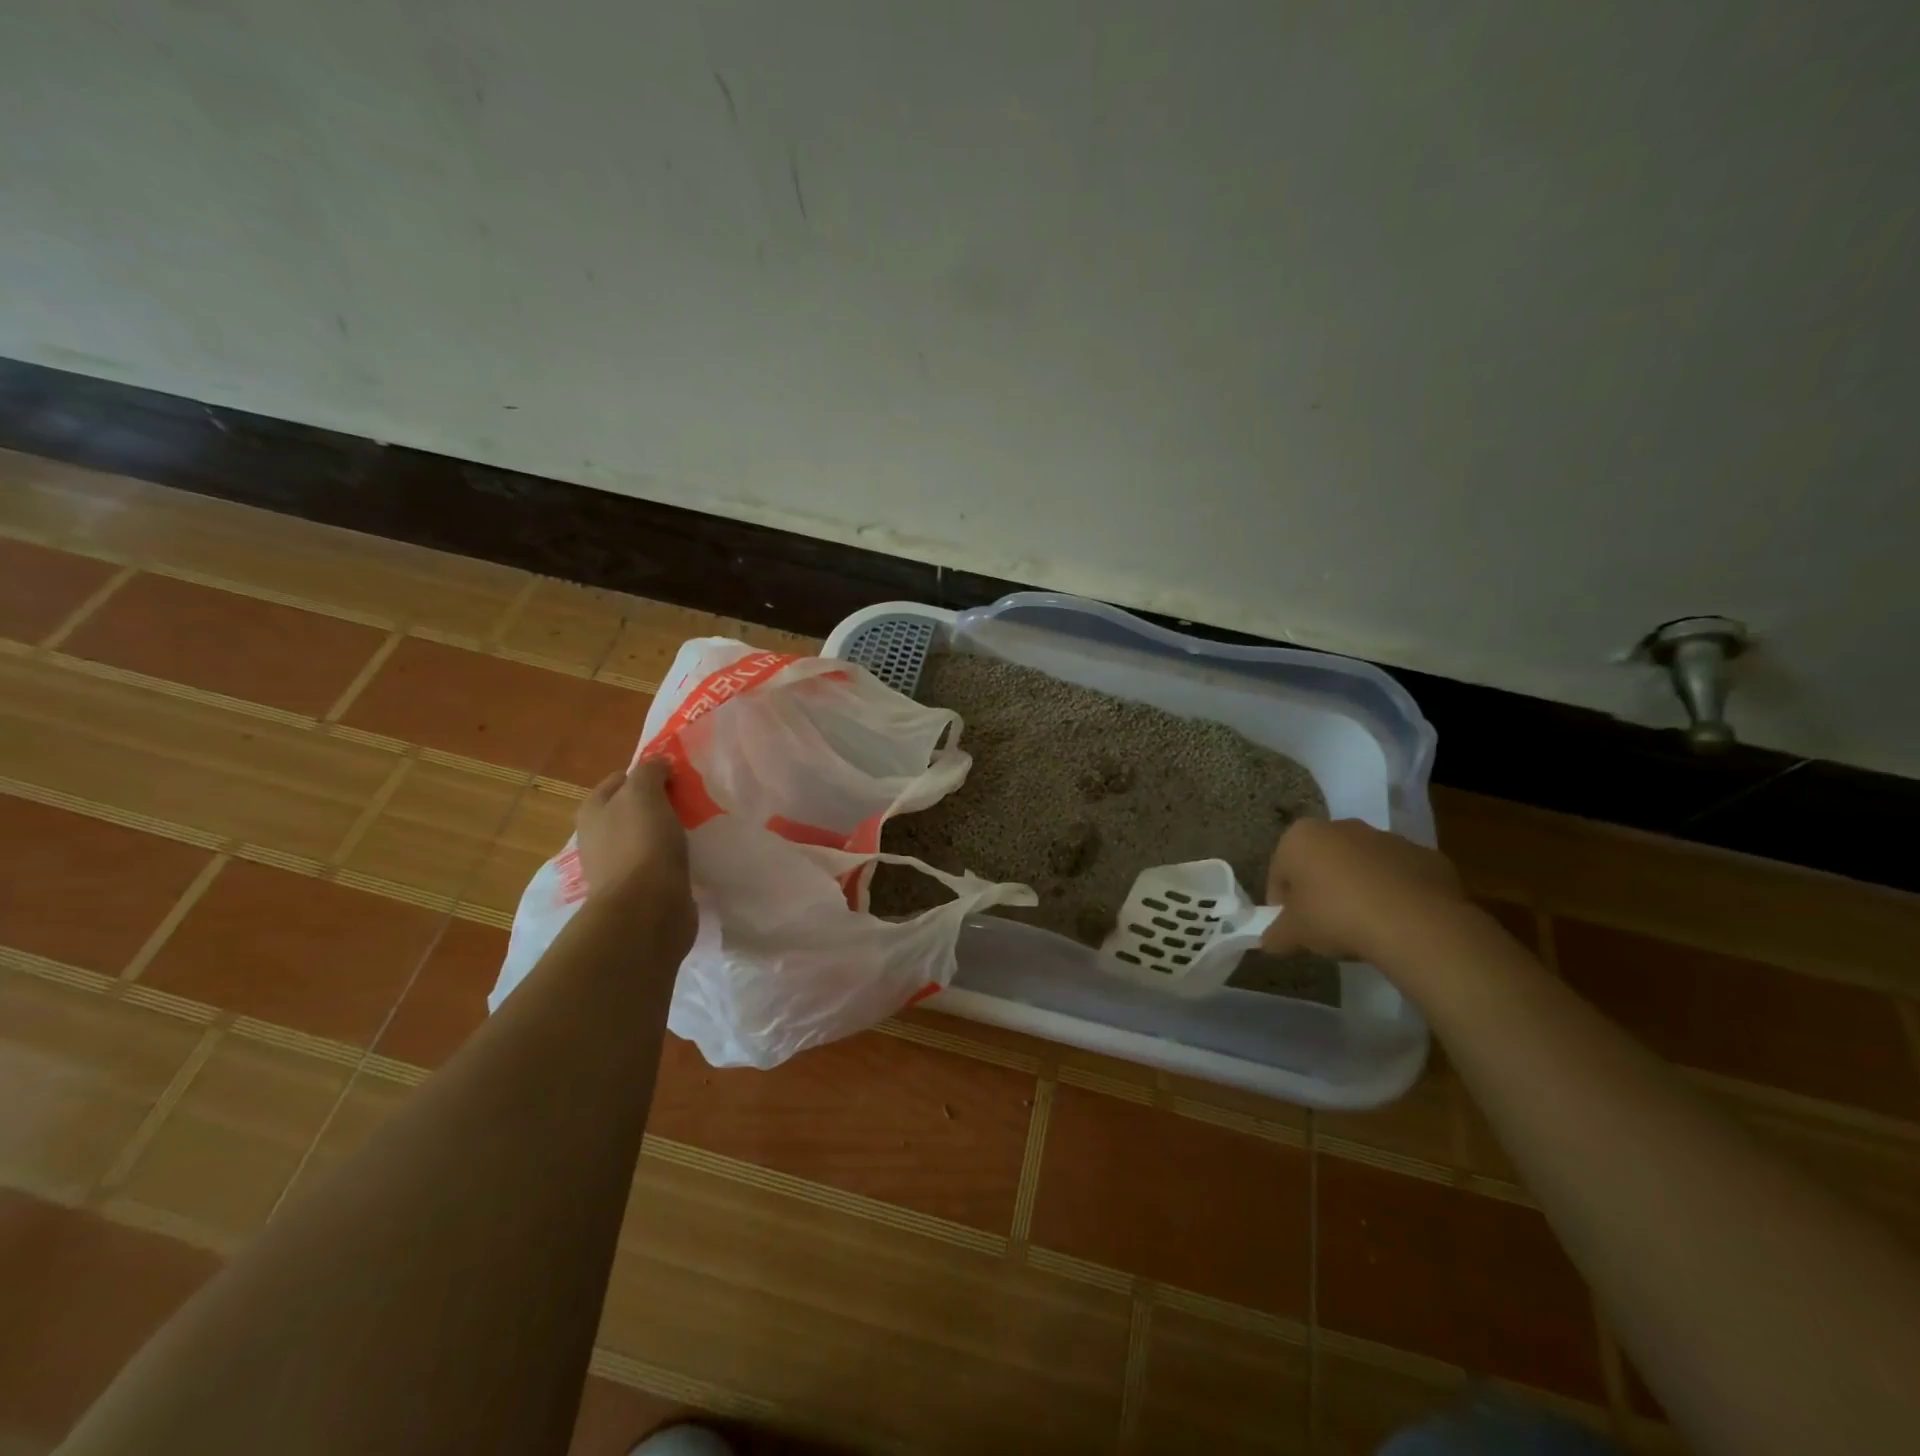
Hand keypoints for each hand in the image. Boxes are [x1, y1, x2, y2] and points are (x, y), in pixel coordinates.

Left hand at [576, 757, 694, 949]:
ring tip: (698, 827)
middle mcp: (599, 837)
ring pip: (648, 836)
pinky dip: (675, 857)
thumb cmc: (641, 844)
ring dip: (669, 831)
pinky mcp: (641, 889)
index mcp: (593, 811)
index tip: (677, 777)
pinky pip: (660, 863)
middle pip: (633, 809)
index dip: (647, 774)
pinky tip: (694, 855)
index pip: (620, 779)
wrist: (647, 909)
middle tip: (691, 800)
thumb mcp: (643, 793)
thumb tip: (659, 763)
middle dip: (660, 803)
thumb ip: (650, 771)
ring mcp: (619, 865)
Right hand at [1260, 818, 1464, 963]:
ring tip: (1364, 926)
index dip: (1282, 903)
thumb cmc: (1337, 917)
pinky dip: (1394, 894)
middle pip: (1321, 862)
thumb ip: (1276, 935)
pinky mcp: (1424, 856)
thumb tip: (1270, 942)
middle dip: (1320, 889)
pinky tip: (1396, 922)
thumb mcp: (1295, 935)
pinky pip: (1399, 876)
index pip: (1279, 871)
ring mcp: (1386, 838)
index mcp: (1301, 837)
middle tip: (1325, 926)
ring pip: (1361, 866)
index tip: (1292, 928)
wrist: (1416, 923)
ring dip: (1358, 889)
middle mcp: (1341, 827)